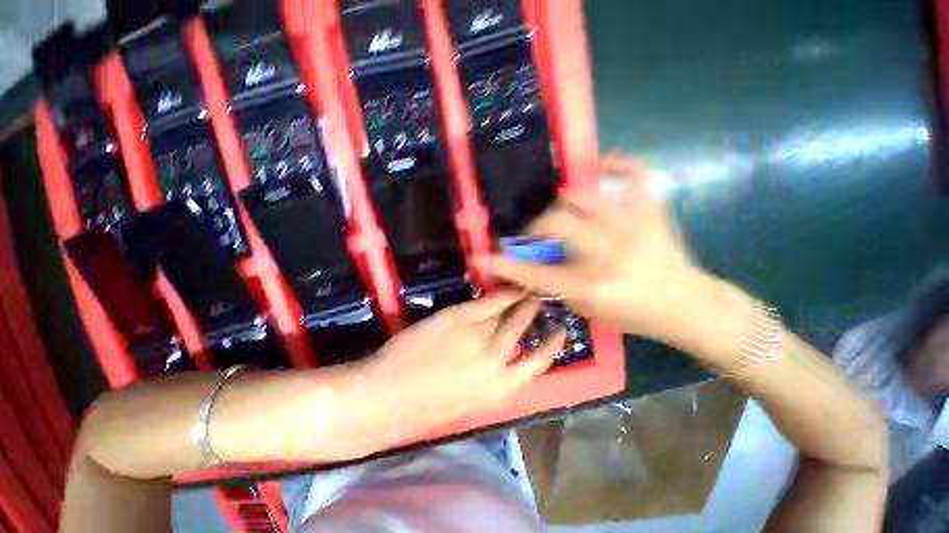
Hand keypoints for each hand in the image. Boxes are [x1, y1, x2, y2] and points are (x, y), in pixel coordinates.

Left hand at [354, 291, 566, 446]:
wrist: (387, 396)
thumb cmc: (426, 406)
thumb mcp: (471, 399)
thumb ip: (491, 376)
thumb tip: (505, 353)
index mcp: (501, 388)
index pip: (538, 362)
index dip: (552, 345)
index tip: (560, 331)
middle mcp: (496, 359)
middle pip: (523, 329)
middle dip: (534, 312)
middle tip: (540, 299)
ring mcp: (478, 334)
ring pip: (507, 312)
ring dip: (520, 299)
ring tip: (528, 290)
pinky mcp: (459, 316)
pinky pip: (486, 302)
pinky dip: (499, 293)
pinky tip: (506, 287)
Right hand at [479, 156, 708, 347]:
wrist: (686, 305)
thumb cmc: (632, 313)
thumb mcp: (585, 307)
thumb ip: (553, 284)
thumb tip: (529, 261)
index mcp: (591, 284)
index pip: (534, 273)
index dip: (504, 265)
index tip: (480, 257)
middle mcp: (609, 253)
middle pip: (556, 221)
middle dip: (537, 226)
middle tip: (537, 232)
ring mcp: (634, 226)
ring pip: (584, 196)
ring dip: (564, 204)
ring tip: (564, 213)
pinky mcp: (653, 210)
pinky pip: (634, 172)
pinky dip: (616, 163)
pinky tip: (601, 167)